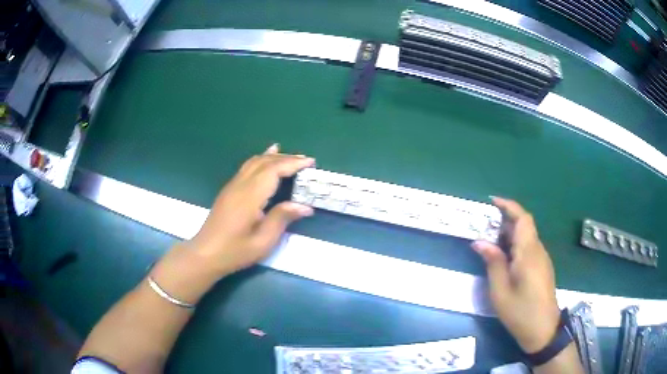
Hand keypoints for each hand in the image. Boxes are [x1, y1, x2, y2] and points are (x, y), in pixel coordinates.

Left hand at [187, 144, 314, 275]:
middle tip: (306, 161)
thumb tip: (305, 206)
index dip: (292, 164)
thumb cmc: (235, 251)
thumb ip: (282, 219)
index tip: (310, 163)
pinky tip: (265, 159)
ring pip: (254, 162)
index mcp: (249, 197)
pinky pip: (247, 167)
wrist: (205, 254)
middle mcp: (240, 185)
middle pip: (264, 162)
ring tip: (290, 155)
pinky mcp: (228, 190)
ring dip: (273, 156)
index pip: (273, 171)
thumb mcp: (262, 241)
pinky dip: (260, 160)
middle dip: (286, 158)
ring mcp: (232, 186)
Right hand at [472, 197, 559, 353]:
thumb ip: (493, 263)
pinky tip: (505, 260)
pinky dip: (516, 246)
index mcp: (528, 253)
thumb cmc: (520, 312)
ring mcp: (542, 259)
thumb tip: (480, 242)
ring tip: (491, 245)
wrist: (543, 330)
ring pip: (527, 236)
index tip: (492, 202)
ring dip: (510, 234)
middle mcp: (538, 250)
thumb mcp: (500, 291)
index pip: (522, 218)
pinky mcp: (543, 267)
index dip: (508, 206)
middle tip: (485, 228)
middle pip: (525, 225)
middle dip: (505, 221)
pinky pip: (529, 248)